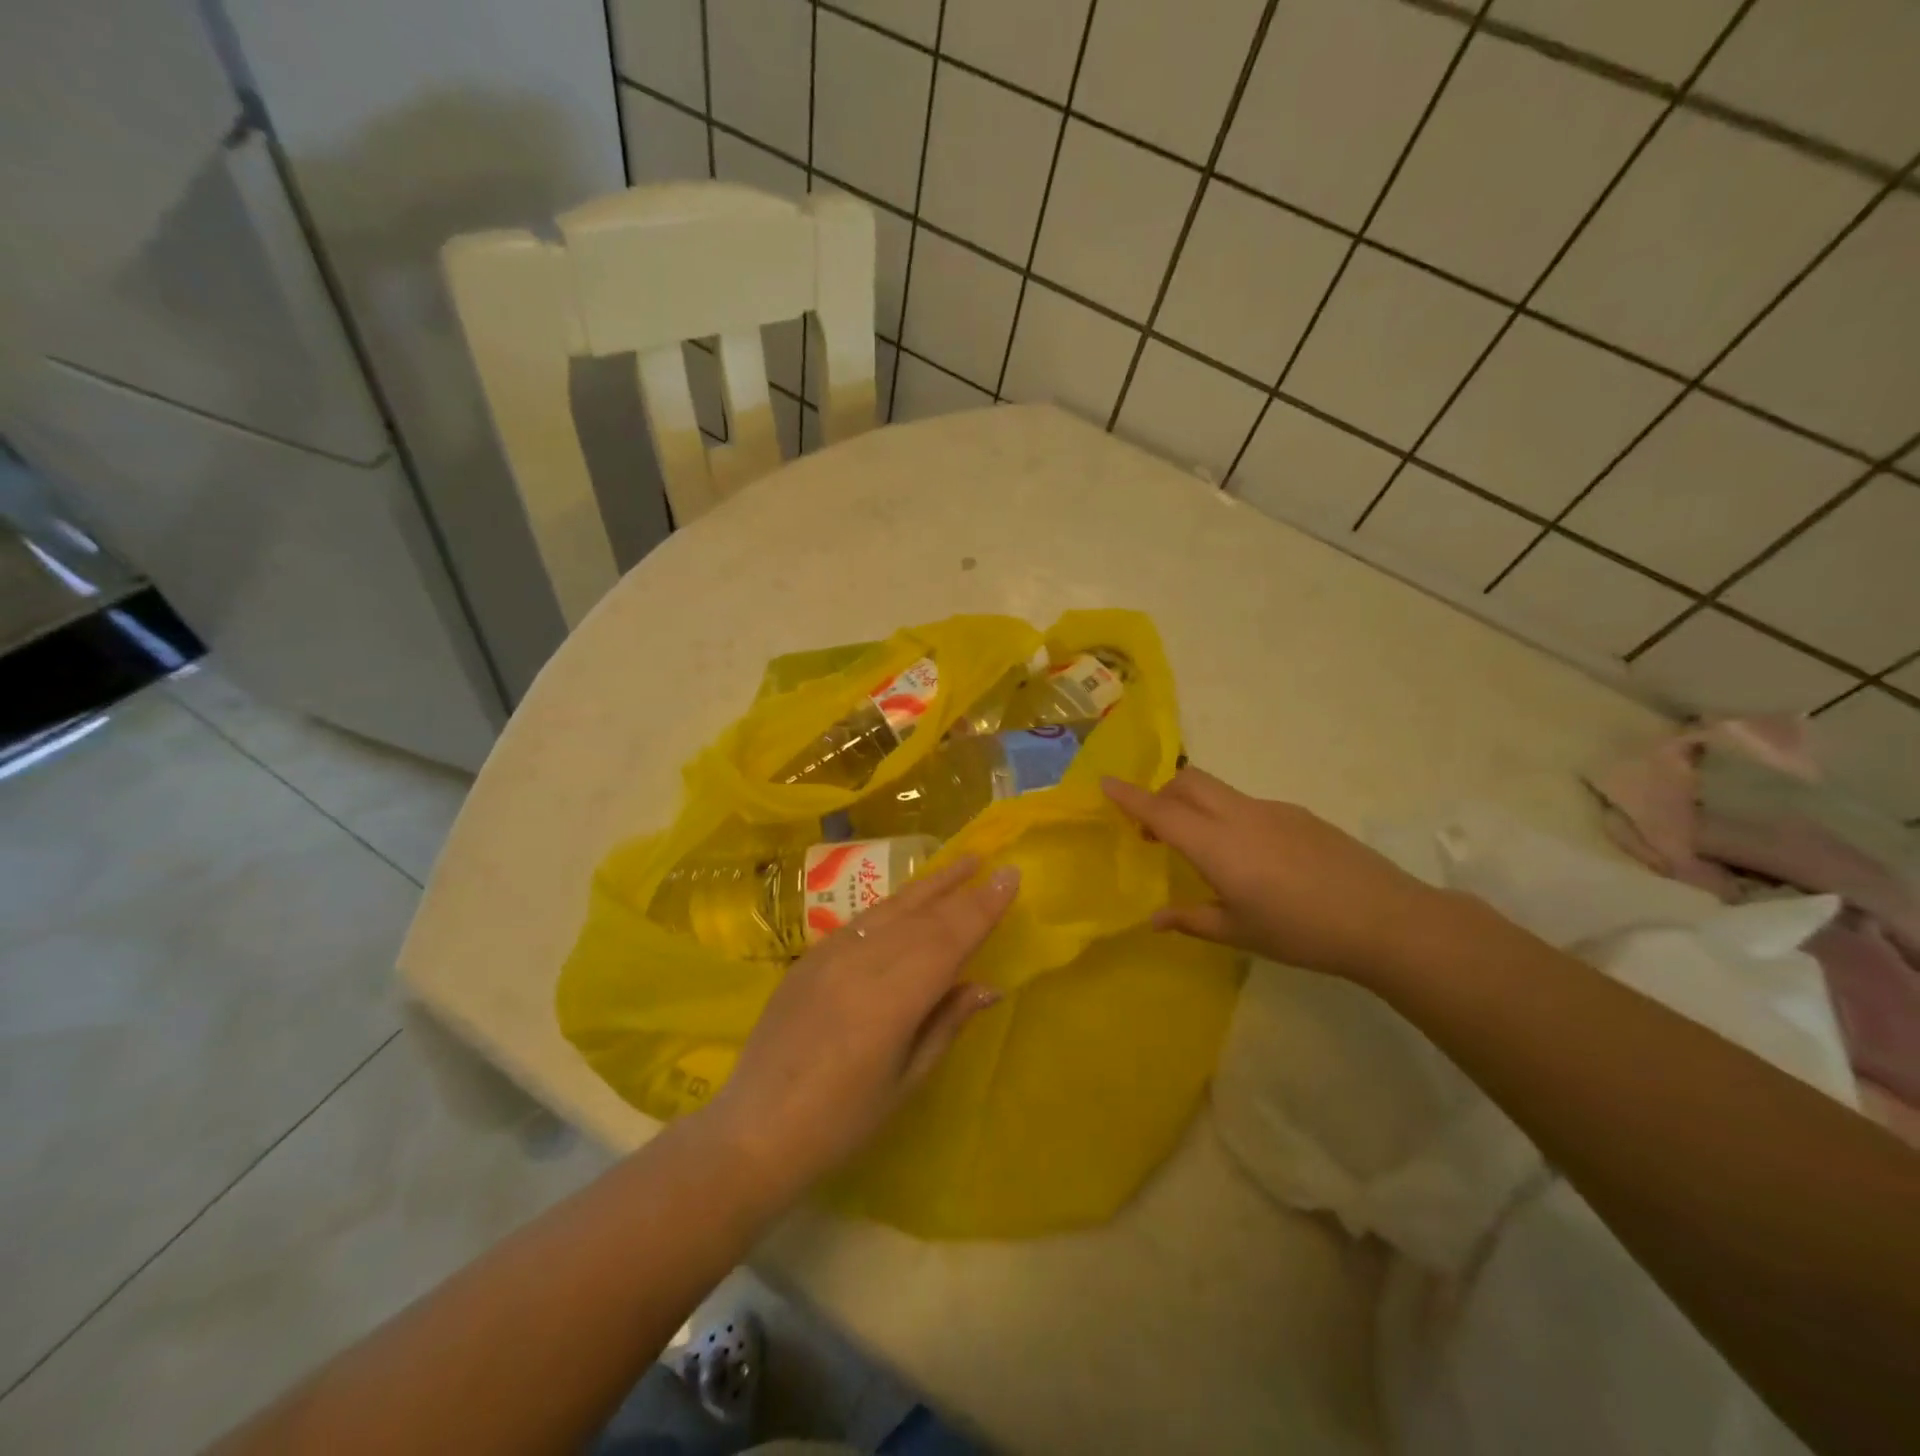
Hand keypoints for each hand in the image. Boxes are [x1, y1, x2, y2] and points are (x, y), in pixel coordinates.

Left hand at [701, 856, 1017, 1195]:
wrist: (754, 1132)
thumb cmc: (841, 1122)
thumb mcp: (906, 1080)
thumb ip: (946, 1023)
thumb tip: (988, 985)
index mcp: (892, 999)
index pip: (948, 939)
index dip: (981, 907)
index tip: (1009, 876)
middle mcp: (861, 963)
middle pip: (921, 917)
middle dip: (959, 889)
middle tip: (989, 863)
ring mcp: (829, 955)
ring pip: (890, 909)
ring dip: (927, 886)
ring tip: (958, 865)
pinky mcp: (809, 958)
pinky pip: (860, 921)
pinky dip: (892, 906)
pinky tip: (907, 901)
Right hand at [1103, 768, 1445, 982]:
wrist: (1386, 920)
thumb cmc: (1301, 931)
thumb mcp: (1239, 932)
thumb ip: (1191, 920)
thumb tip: (1154, 919)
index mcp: (1216, 844)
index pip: (1161, 811)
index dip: (1129, 796)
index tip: (1104, 782)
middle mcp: (1239, 816)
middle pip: (1188, 782)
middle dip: (1163, 794)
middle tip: (1156, 830)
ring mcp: (1272, 811)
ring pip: (1219, 791)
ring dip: (1197, 805)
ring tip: (1206, 850)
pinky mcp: (1300, 815)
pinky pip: (1249, 805)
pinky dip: (1230, 818)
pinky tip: (1254, 859)